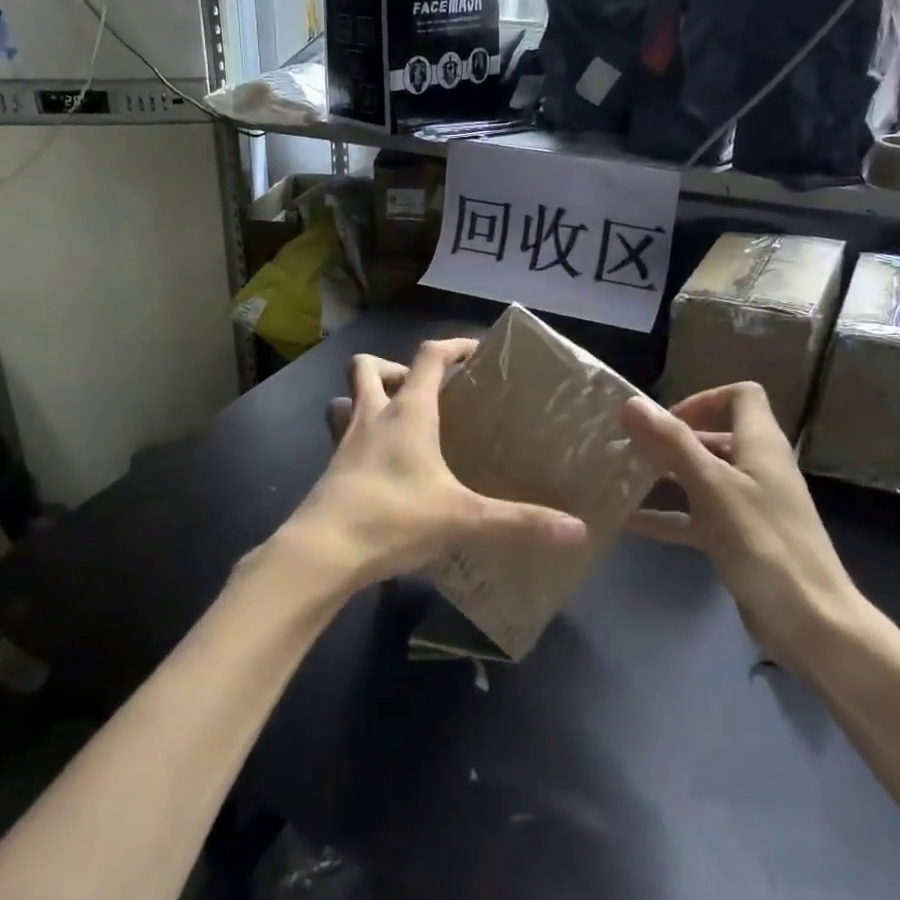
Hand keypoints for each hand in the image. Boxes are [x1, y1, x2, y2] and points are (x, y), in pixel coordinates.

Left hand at [270, 338, 586, 593]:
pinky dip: (361, 438)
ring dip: (368, 398)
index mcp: (407, 414)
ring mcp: (345, 442)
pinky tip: (383, 469)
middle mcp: (372, 417)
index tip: (475, 350)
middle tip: (425, 395)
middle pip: (369, 367)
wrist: (322, 553)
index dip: (453, 346)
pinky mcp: (331, 470)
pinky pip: (343, 437)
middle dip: (396, 369)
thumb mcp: (463, 519)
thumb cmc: (393, 518)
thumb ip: (519, 522)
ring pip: (346, 399)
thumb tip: (577, 530)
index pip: (429, 357)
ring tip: (399, 424)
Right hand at [621, 384, 867, 672]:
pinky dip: (668, 515)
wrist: (809, 621)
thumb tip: (632, 403)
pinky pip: (698, 517)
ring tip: (622, 478)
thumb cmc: (762, 541)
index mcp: (761, 445)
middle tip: (631, 449)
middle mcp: (758, 469)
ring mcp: (750, 506)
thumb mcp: (712, 486)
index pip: (741, 396)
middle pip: (715, 436)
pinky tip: (629, 522)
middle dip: (673, 439)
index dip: (703, 399)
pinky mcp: (740, 540)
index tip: (666, 421)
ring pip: (703, 478)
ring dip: (666, 476)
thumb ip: (672, 443)